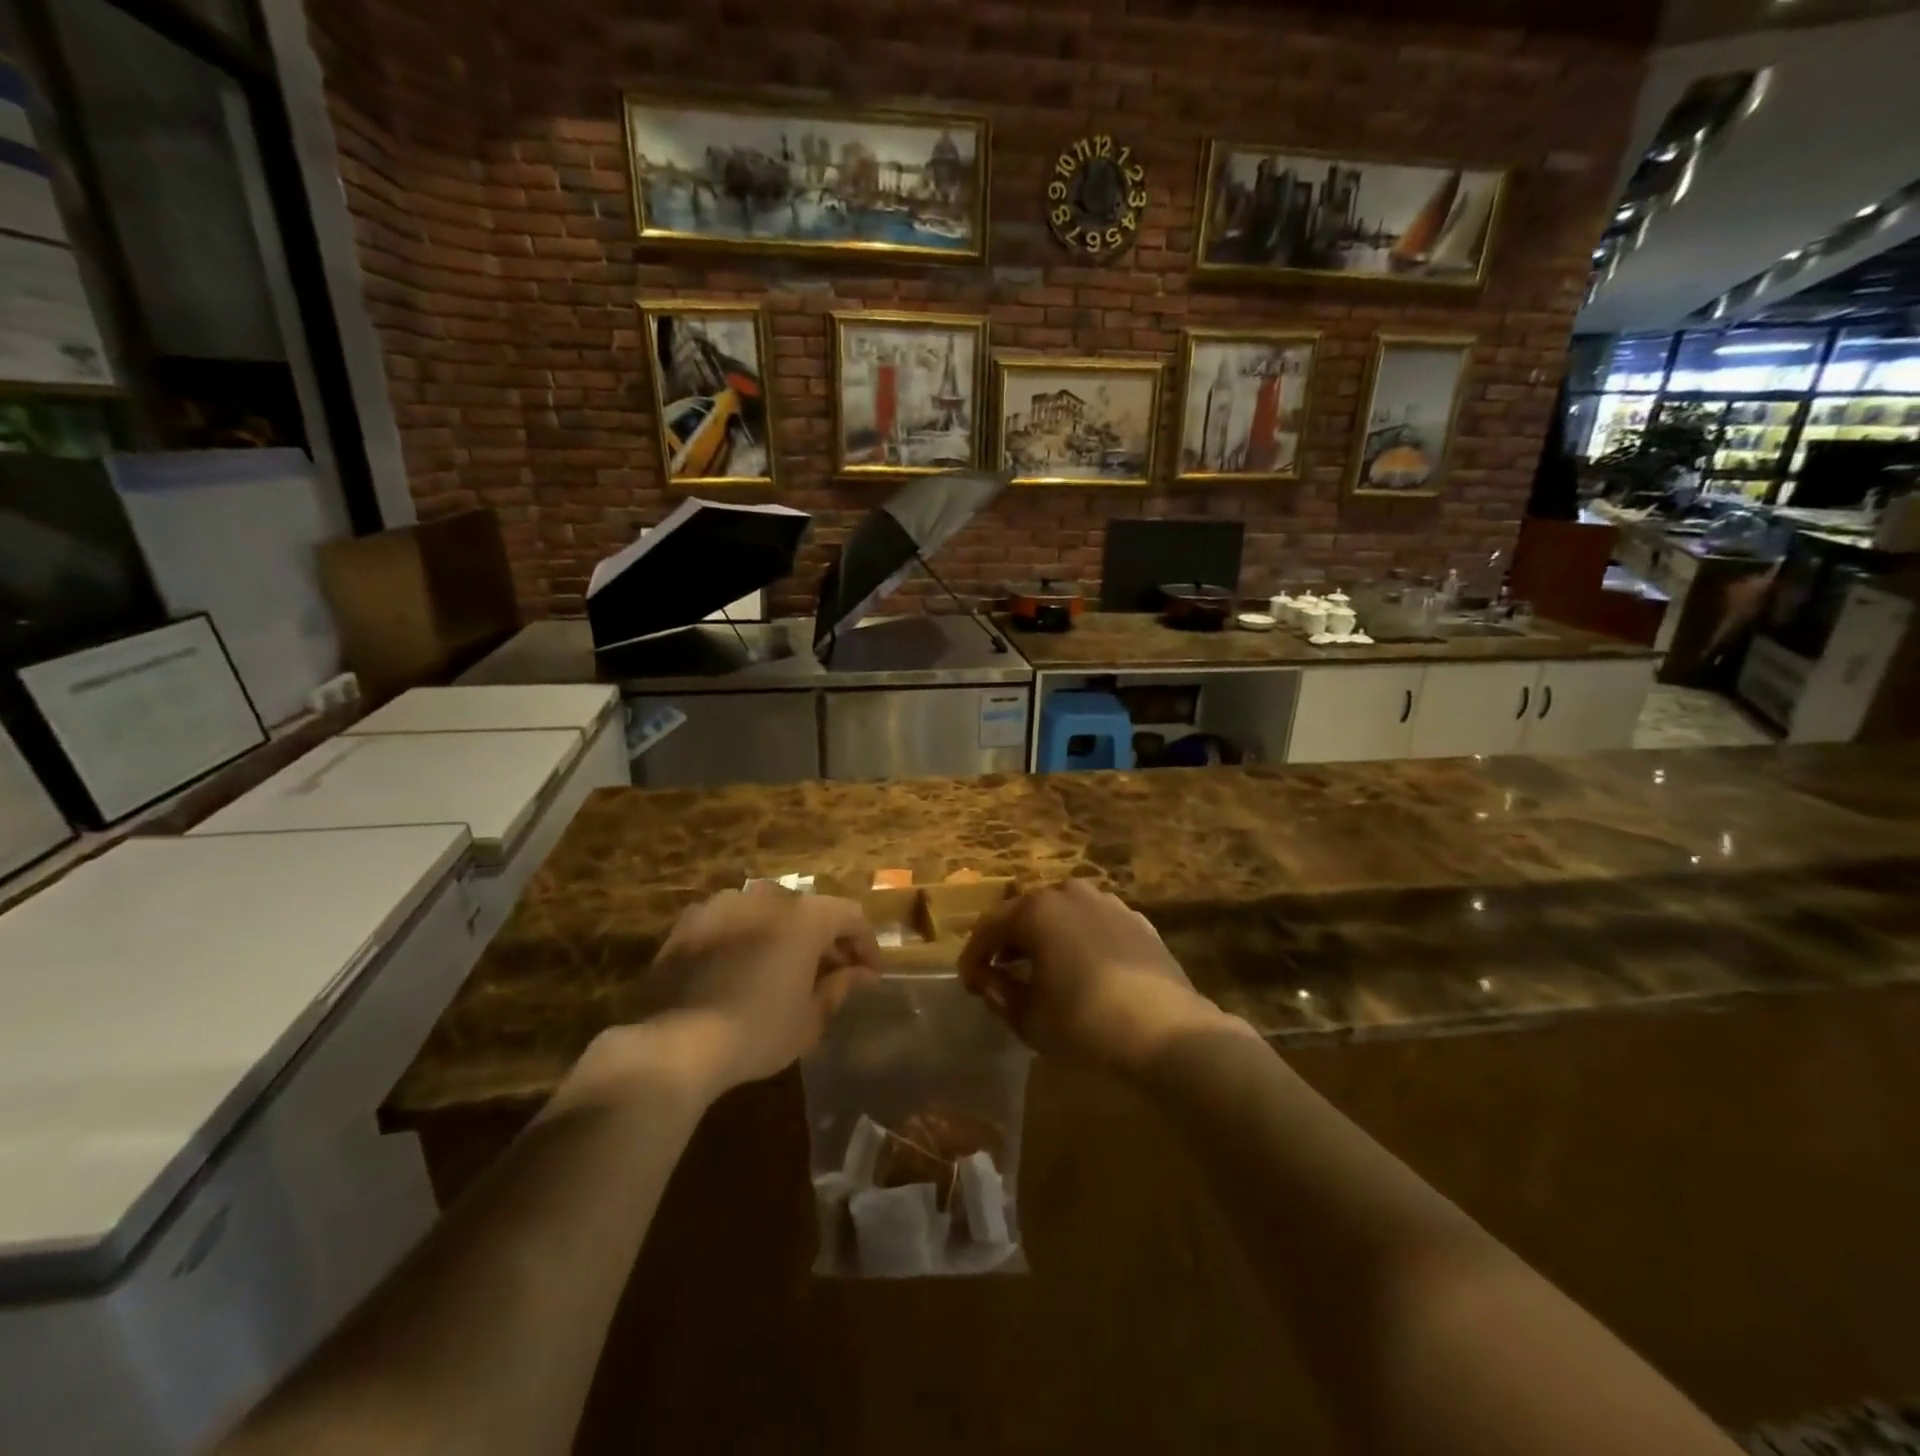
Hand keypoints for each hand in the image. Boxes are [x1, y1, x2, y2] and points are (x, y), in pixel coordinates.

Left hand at [623, 887, 880, 1096]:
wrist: (674, 1043)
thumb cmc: (757, 1031)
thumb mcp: (809, 1019)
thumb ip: (839, 987)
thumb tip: (861, 974)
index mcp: (805, 916)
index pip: (850, 916)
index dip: (865, 943)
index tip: (869, 974)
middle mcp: (767, 896)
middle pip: (809, 909)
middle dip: (824, 938)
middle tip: (830, 972)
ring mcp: (724, 904)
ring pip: (767, 911)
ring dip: (782, 934)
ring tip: (783, 968)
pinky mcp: (689, 920)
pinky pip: (730, 921)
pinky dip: (744, 937)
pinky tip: (739, 969)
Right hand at [958, 878, 1244, 1074]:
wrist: (1167, 1029)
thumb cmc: (1086, 1022)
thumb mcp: (1030, 1018)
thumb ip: (1000, 993)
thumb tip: (989, 980)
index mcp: (1036, 909)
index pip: (989, 927)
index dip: (973, 956)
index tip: (968, 984)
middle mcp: (1069, 893)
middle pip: (1025, 912)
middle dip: (1008, 941)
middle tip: (998, 972)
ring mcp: (1107, 902)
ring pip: (1061, 913)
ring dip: (1043, 937)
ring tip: (1039, 968)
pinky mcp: (1136, 920)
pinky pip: (1092, 924)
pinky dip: (1077, 940)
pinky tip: (1081, 967)